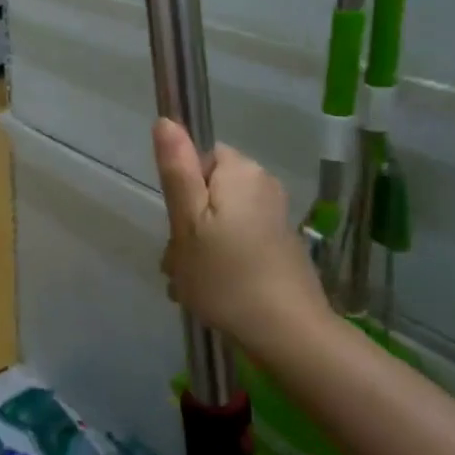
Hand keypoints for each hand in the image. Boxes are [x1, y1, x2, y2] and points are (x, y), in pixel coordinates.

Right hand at [152, 119, 329, 357]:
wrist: (287, 333)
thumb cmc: (226, 275)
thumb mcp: (188, 221)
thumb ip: (176, 169)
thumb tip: (166, 120)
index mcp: (241, 171)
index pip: (198, 159)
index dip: (181, 192)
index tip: (178, 227)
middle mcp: (263, 185)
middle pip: (207, 192)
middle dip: (187, 227)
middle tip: (180, 265)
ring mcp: (274, 216)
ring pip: (219, 221)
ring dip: (199, 249)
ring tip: (191, 286)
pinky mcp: (281, 245)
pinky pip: (238, 241)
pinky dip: (222, 261)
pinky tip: (213, 292)